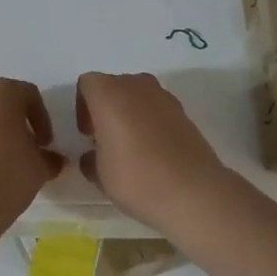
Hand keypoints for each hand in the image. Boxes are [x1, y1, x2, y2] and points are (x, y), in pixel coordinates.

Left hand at [0, 79, 62, 258]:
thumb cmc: (6, 178)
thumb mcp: (39, 168)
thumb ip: (49, 157)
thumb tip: (52, 158)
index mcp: (1, 92)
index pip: (30, 96)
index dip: (42, 119)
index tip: (46, 144)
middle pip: (2, 101)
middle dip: (17, 121)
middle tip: (27, 147)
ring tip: (5, 158)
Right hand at [75, 72, 231, 230]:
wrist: (194, 191)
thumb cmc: (137, 178)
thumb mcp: (100, 175)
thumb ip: (90, 159)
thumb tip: (93, 155)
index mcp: (109, 94)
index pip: (87, 84)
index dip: (82, 107)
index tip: (88, 134)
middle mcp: (137, 86)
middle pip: (114, 86)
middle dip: (106, 108)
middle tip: (106, 140)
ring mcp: (164, 97)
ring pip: (137, 96)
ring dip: (129, 113)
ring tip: (130, 147)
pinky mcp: (184, 112)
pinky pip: (157, 109)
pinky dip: (150, 122)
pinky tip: (153, 152)